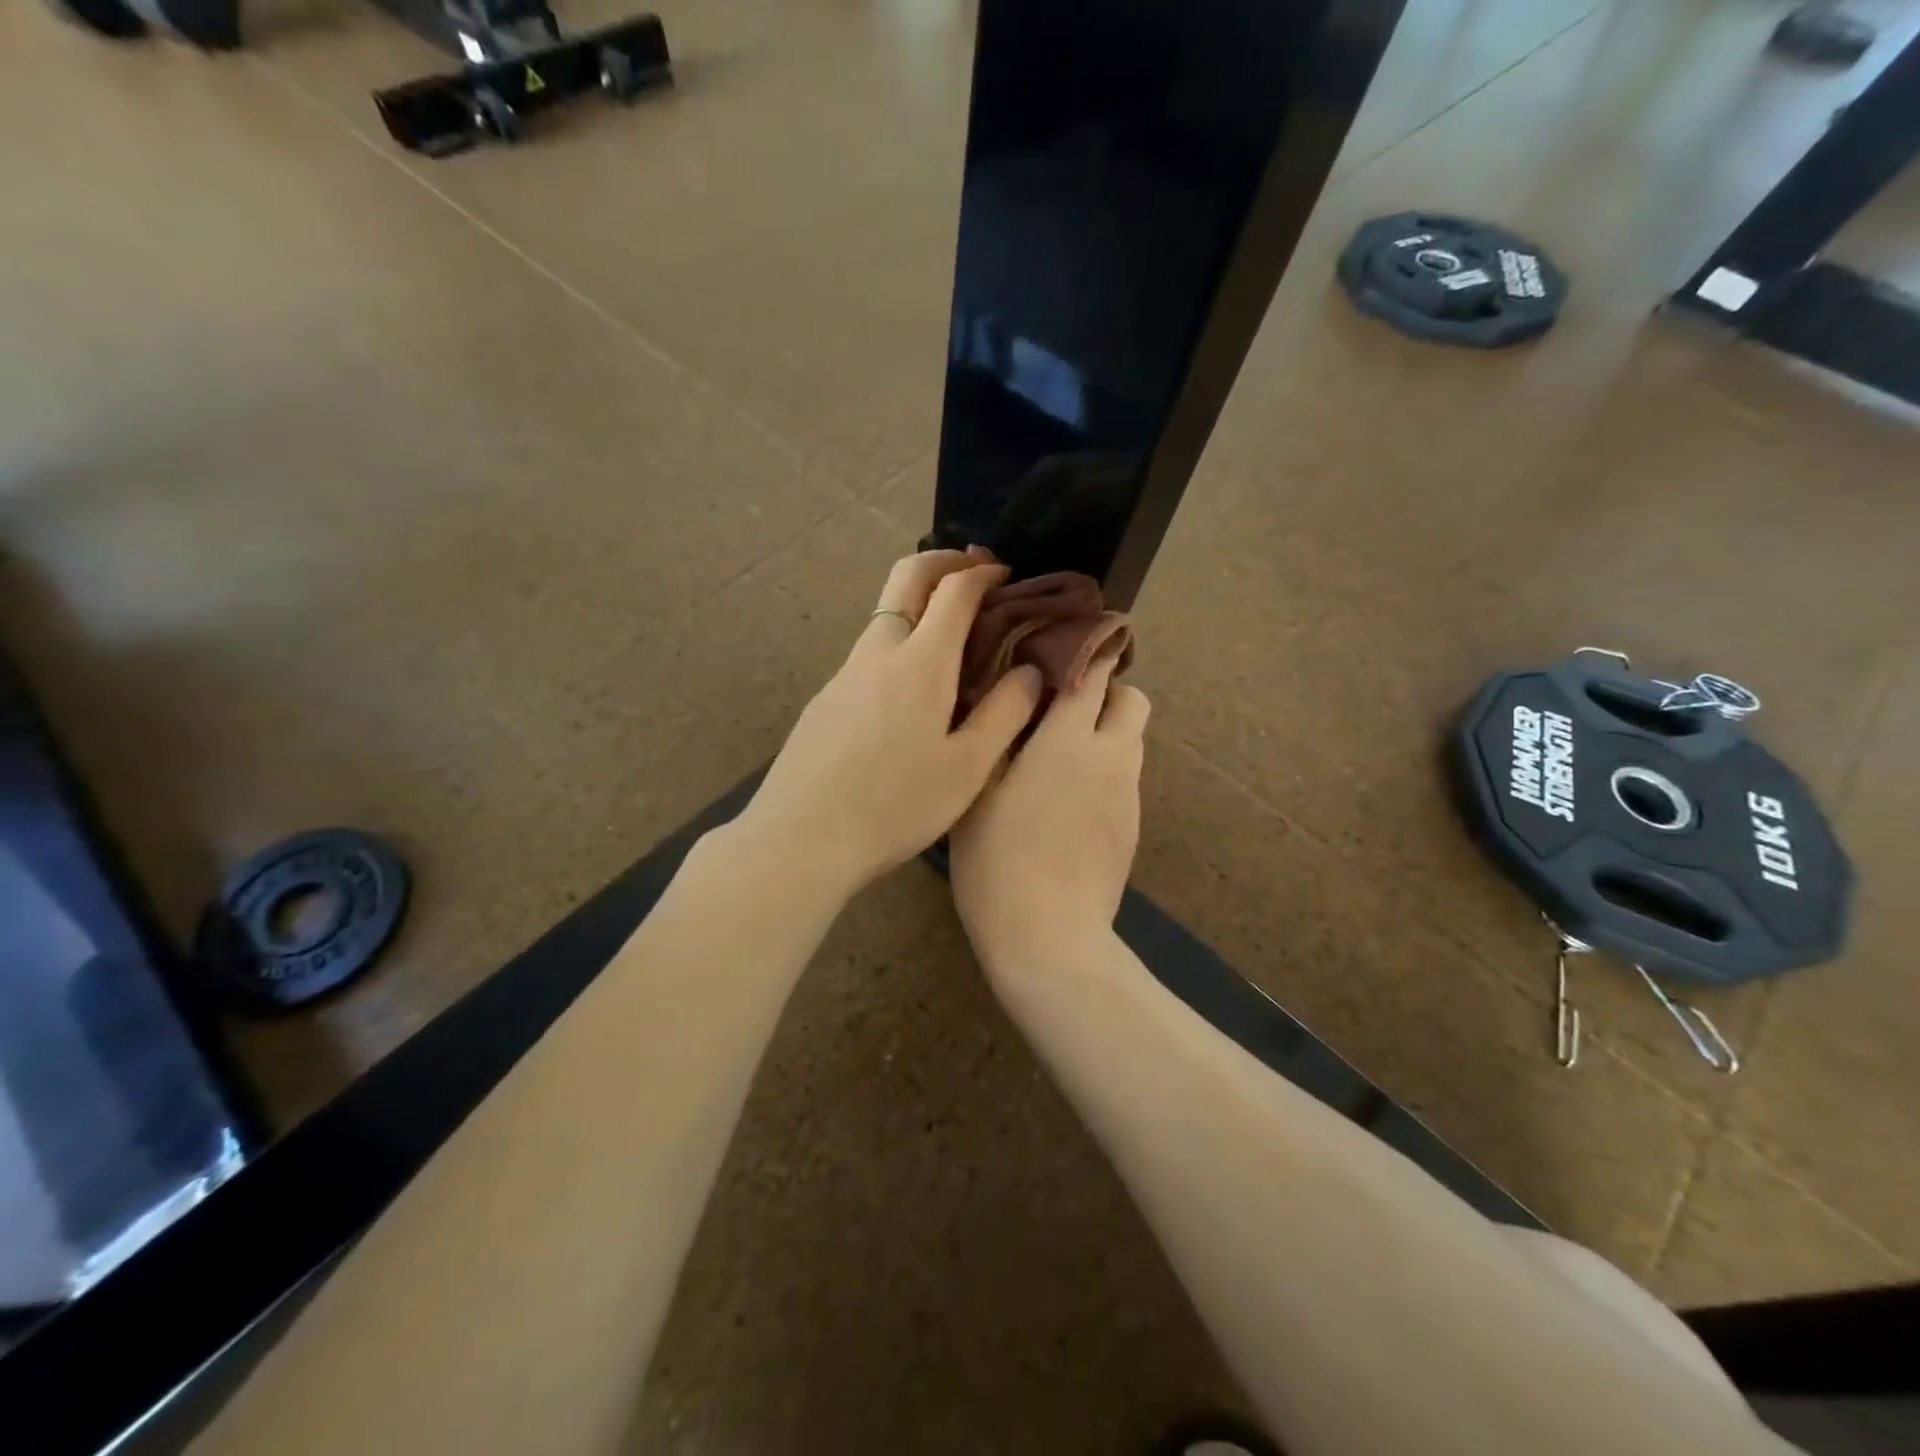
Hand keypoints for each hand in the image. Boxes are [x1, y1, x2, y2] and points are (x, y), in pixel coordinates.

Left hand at [738, 551, 1045, 897]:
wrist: (801, 838)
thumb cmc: (895, 805)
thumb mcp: (967, 768)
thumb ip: (1005, 713)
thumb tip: (1030, 671)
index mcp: (920, 662)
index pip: (954, 589)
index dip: (984, 573)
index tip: (1006, 575)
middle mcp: (878, 651)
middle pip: (907, 576)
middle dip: (944, 560)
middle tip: (975, 570)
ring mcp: (844, 673)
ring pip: (885, 614)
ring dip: (920, 601)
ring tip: (954, 634)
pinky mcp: (826, 698)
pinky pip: (870, 650)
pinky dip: (900, 639)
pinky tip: (912, 687)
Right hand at [949, 654, 1149, 972]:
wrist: (1049, 938)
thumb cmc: (999, 860)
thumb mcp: (979, 790)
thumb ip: (998, 732)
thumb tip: (1011, 690)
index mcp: (1071, 740)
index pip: (1096, 672)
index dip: (1086, 649)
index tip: (1064, 642)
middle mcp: (1111, 758)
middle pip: (1132, 700)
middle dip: (1105, 691)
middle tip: (1059, 707)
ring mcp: (1128, 796)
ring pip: (1131, 740)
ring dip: (1105, 732)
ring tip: (1058, 755)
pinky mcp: (1131, 828)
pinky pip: (1124, 778)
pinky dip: (1104, 771)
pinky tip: (1066, 802)